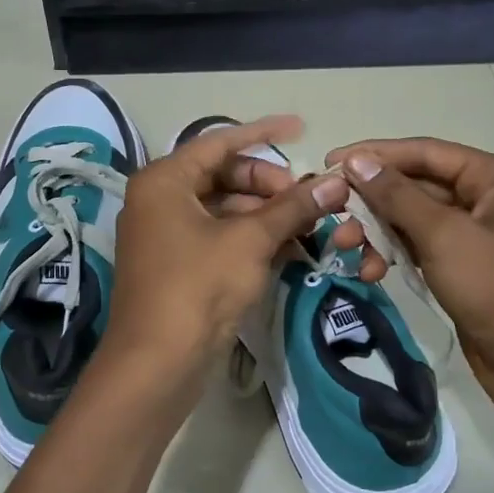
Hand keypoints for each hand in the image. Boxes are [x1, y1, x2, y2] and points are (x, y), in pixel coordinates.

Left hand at [104, 116, 360, 390]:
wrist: (157, 363)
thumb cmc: (199, 286)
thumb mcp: (251, 240)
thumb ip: (293, 206)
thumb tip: (336, 181)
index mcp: (164, 180)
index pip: (220, 142)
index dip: (264, 133)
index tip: (302, 129)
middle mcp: (159, 200)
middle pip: (222, 176)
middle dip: (268, 184)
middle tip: (307, 199)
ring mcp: (166, 235)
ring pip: (224, 209)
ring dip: (265, 215)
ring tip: (307, 227)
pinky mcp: (177, 266)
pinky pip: (219, 237)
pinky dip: (251, 239)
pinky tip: (289, 249)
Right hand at [323, 137, 493, 409]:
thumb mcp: (443, 235)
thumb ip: (397, 195)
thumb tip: (357, 161)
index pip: (427, 152)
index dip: (376, 154)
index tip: (331, 162)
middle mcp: (491, 197)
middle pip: (418, 185)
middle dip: (373, 202)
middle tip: (332, 214)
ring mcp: (479, 234)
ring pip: (415, 219)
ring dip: (379, 232)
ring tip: (348, 250)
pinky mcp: (467, 266)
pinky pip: (422, 246)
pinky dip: (395, 254)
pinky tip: (370, 272)